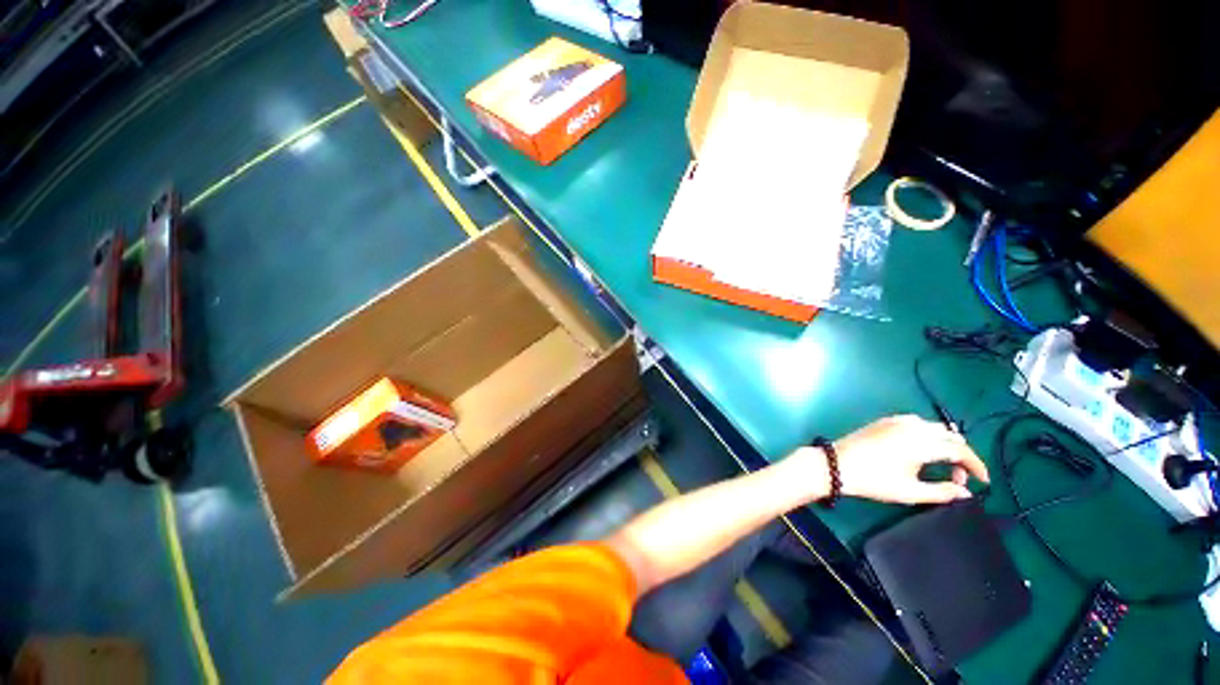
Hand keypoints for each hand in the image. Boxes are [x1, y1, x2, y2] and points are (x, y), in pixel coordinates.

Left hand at [810, 415, 988, 504]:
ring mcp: (896, 420)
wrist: (836, 464)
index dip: (977, 466)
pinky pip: (915, 423)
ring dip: (944, 444)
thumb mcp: (911, 492)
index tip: (984, 481)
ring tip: (941, 466)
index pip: (961, 450)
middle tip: (958, 477)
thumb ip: (943, 492)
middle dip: (961, 455)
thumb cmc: (874, 480)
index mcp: (922, 442)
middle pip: (949, 436)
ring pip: (933, 427)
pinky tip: (921, 451)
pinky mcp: (884, 421)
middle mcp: (912, 426)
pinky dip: (927, 435)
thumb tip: (966, 492)